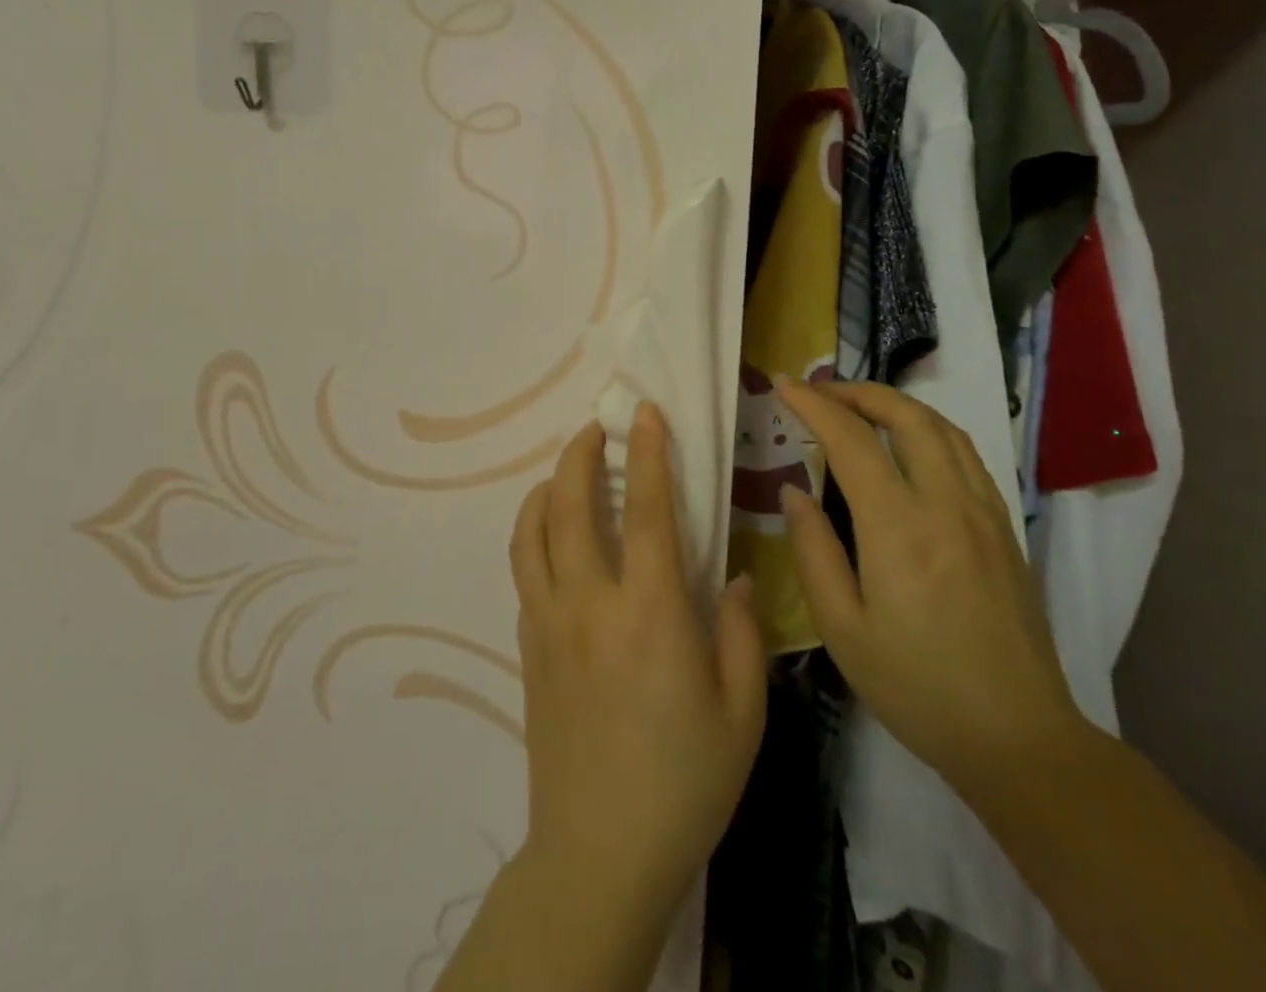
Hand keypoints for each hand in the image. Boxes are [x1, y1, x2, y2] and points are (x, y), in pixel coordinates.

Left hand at [509, 404, 767, 918]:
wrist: (600, 851)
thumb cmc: (685, 782)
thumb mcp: (741, 712)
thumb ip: (739, 632)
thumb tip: (731, 578)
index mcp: (650, 613)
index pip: (647, 510)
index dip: (647, 453)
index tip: (644, 413)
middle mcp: (590, 603)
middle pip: (573, 505)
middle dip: (581, 454)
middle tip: (595, 428)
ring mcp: (550, 622)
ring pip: (533, 532)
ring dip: (547, 487)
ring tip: (566, 470)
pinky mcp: (529, 646)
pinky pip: (524, 570)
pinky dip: (534, 533)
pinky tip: (553, 536)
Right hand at [774, 378, 1086, 792]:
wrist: (1019, 738)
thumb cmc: (917, 687)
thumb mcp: (843, 629)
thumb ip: (813, 551)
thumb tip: (792, 492)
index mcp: (898, 526)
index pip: (850, 439)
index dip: (813, 405)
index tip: (783, 385)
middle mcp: (945, 503)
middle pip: (906, 415)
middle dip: (858, 391)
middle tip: (820, 391)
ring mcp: (983, 512)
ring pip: (942, 428)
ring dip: (897, 405)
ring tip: (860, 408)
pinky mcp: (1004, 528)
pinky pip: (965, 455)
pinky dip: (930, 430)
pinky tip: (910, 447)